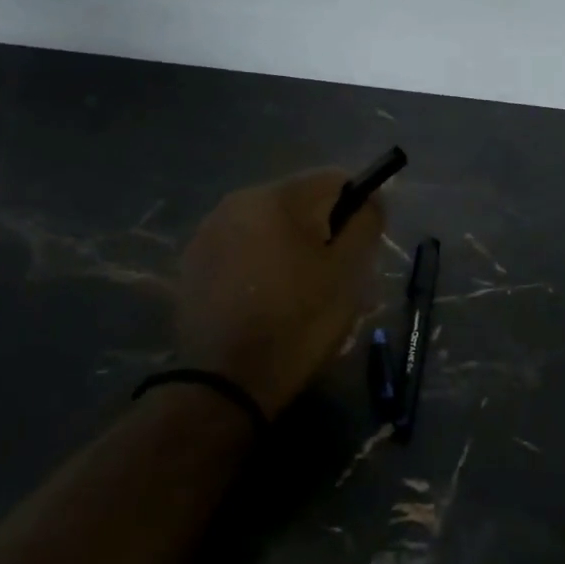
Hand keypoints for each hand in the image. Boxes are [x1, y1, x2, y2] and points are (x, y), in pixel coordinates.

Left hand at [173, 169, 383, 418]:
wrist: (225, 383)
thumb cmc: (298, 322)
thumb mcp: (348, 272)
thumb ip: (365, 222)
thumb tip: (371, 198)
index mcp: (276, 197)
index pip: (335, 180)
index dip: (359, 208)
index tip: (362, 249)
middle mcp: (237, 201)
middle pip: (301, 202)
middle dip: (325, 231)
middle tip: (336, 277)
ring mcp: (209, 232)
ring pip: (272, 227)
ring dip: (294, 248)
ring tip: (302, 294)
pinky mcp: (194, 263)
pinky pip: (244, 248)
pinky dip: (263, 263)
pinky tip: (267, 301)